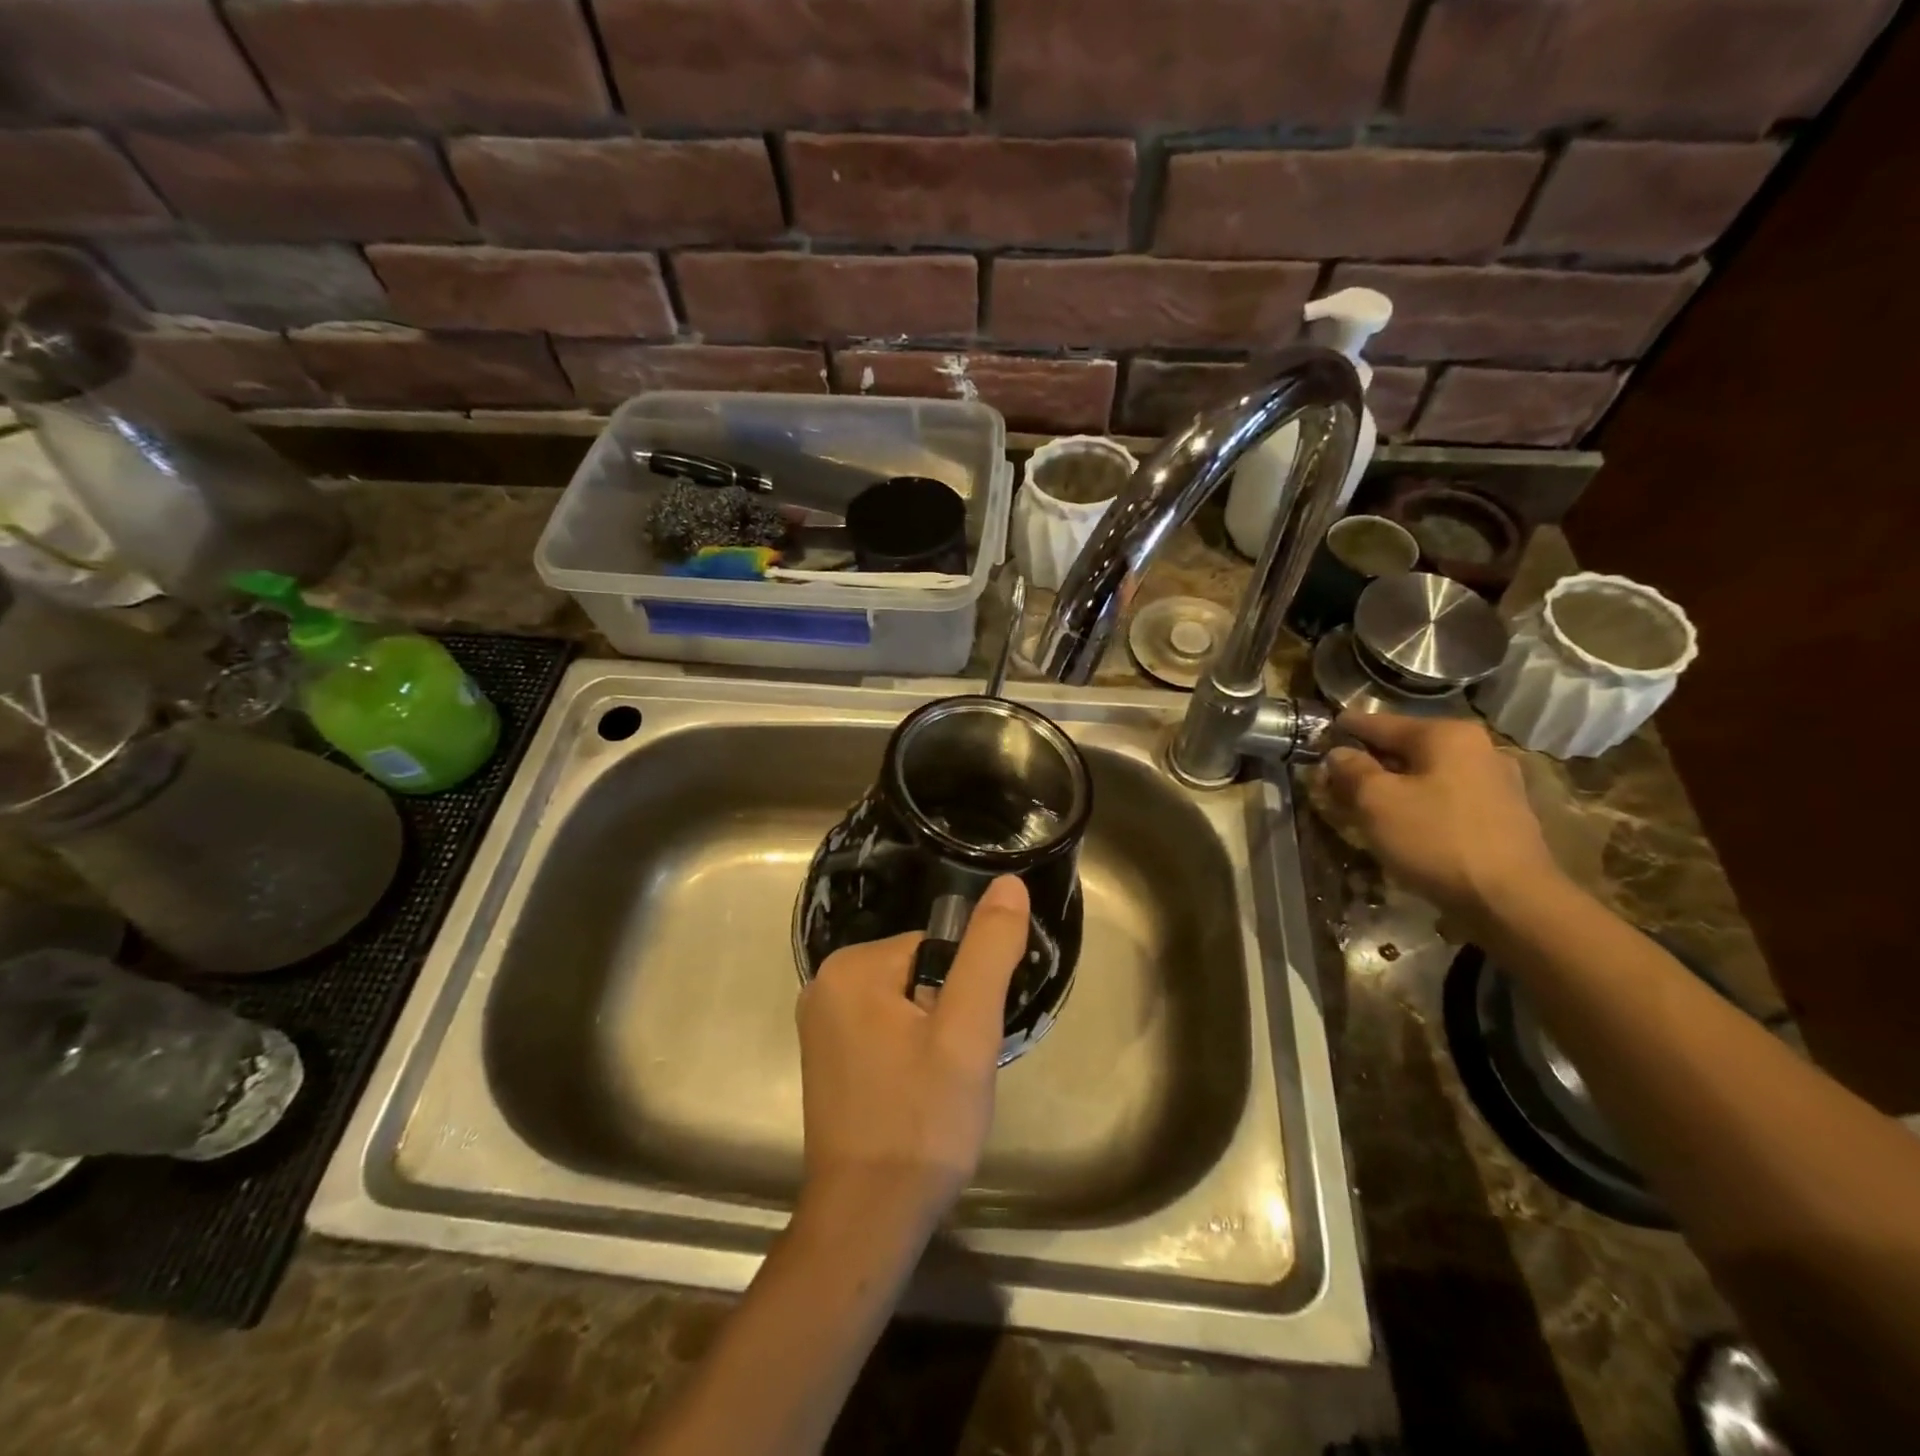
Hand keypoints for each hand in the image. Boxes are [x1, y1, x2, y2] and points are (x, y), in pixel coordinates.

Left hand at [795, 874, 1029, 1238]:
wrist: (869, 1219)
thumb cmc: (922, 1121)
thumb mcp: (968, 1030)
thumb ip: (988, 951)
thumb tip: (1008, 883)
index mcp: (851, 967)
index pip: (934, 949)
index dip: (964, 992)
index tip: (964, 1041)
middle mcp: (825, 985)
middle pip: (920, 974)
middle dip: (948, 1015)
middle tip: (953, 1070)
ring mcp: (822, 1025)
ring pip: (908, 1005)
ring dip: (934, 1038)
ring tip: (937, 1088)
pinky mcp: (828, 1058)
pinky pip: (886, 1031)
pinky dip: (910, 1055)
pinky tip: (915, 1097)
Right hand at [1323, 711, 1562, 929]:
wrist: (1512, 900)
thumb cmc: (1436, 839)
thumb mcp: (1376, 802)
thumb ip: (1351, 770)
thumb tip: (1339, 754)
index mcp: (1445, 734)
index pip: (1379, 722)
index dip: (1345, 729)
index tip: (1320, 735)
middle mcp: (1476, 747)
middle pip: (1406, 747)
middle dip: (1370, 762)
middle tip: (1336, 778)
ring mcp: (1496, 781)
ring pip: (1427, 774)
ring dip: (1395, 785)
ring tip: (1366, 804)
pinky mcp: (1504, 814)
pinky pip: (1447, 797)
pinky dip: (1421, 803)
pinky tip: (1405, 824)